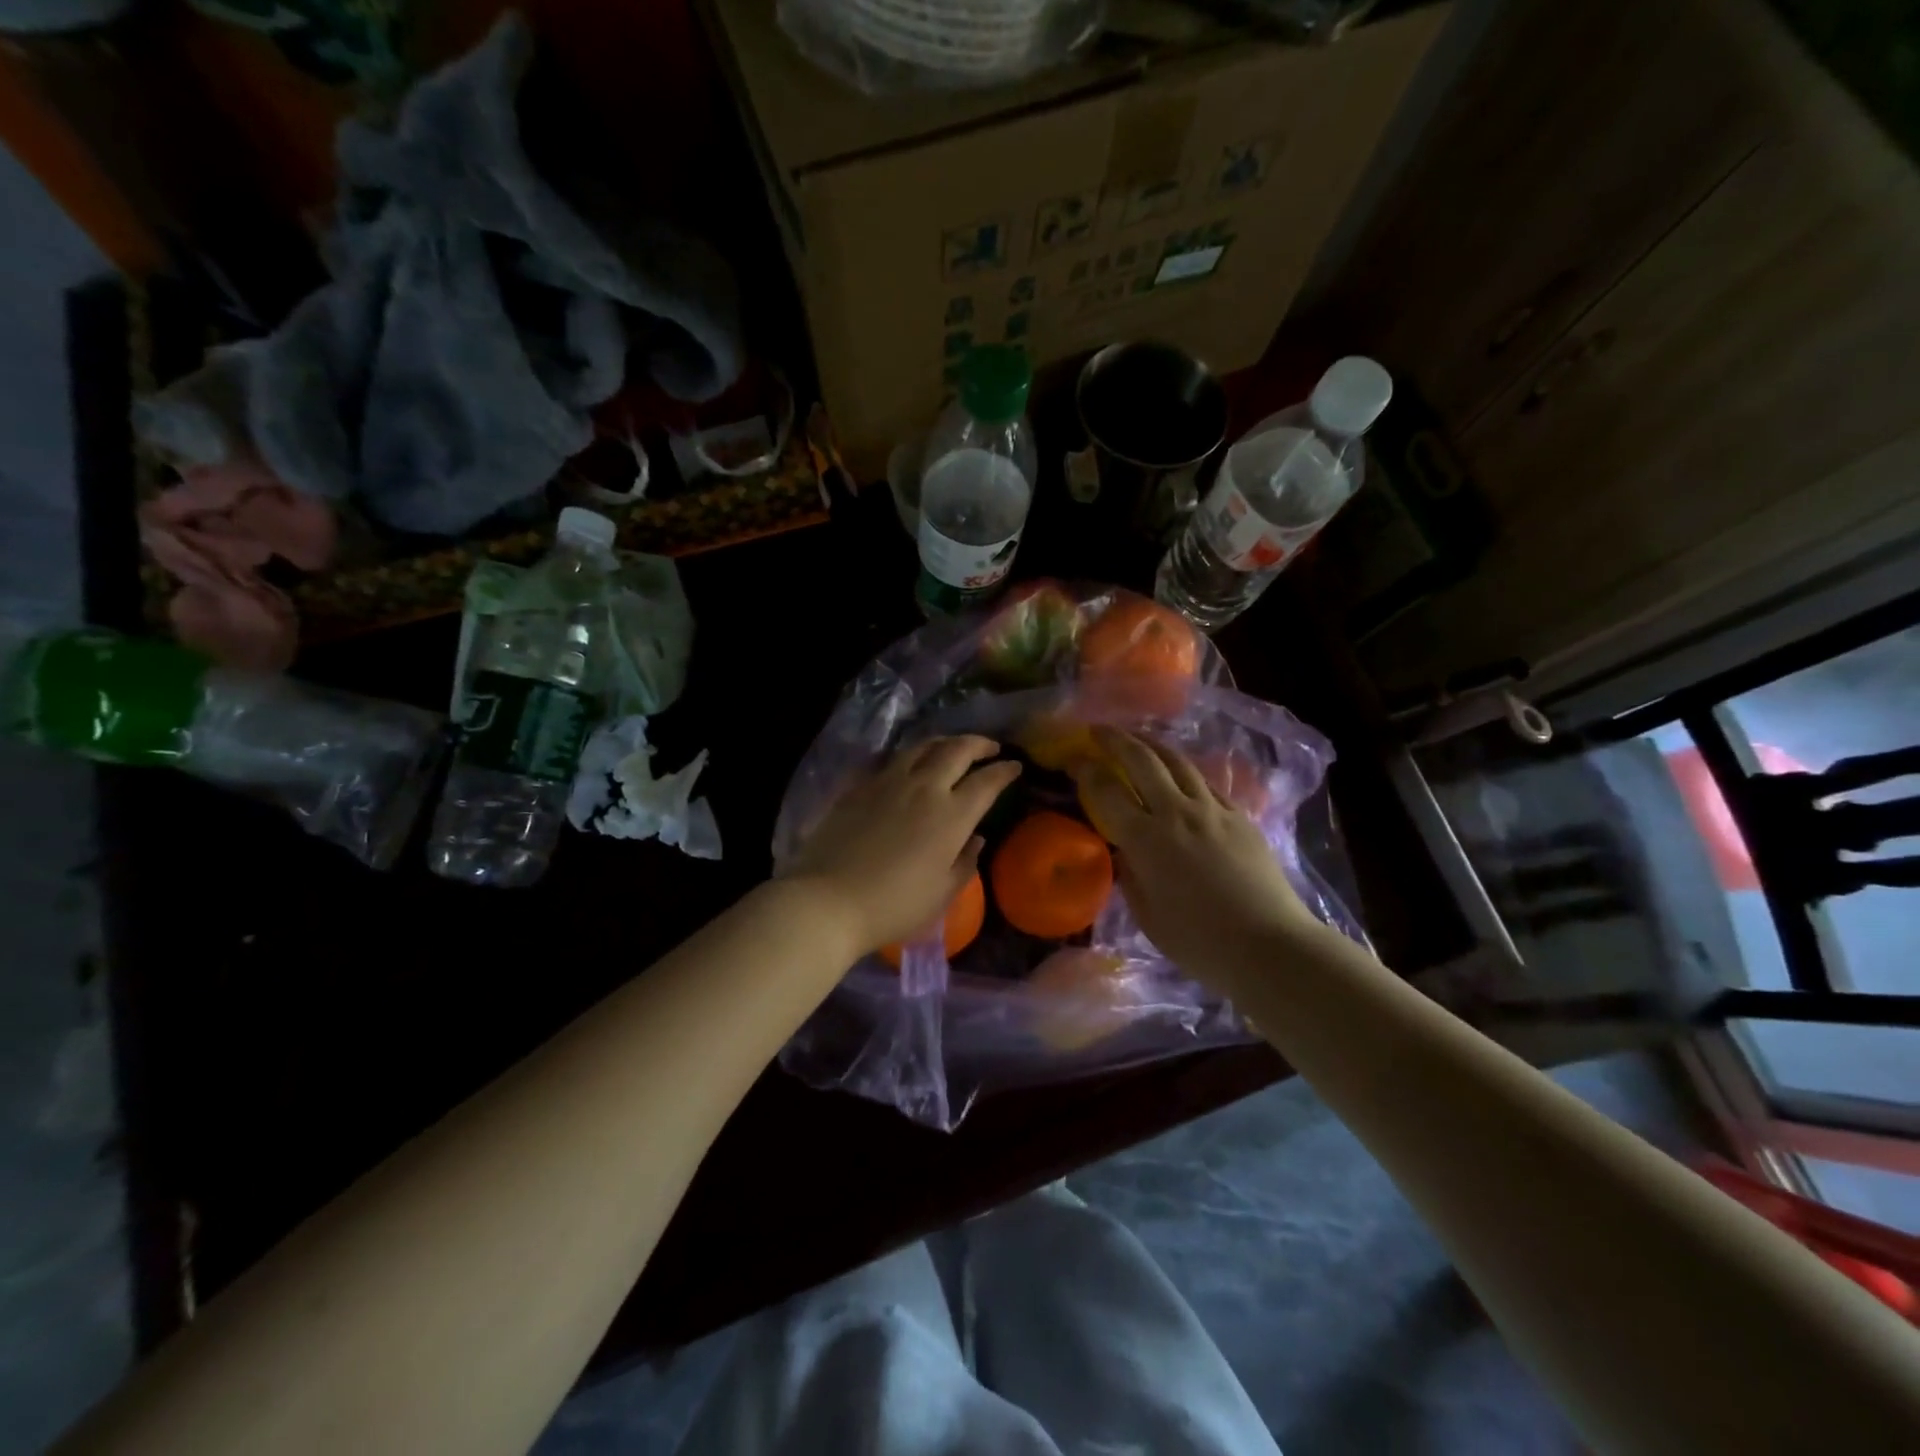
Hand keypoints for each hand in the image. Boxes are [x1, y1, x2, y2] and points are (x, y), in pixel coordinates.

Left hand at [784, 736, 1020, 955]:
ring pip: (923, 746)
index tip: (1016, 766)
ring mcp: (888, 782)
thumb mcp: (942, 894)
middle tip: (990, 747)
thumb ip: (965, 862)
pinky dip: (912, 757)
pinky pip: (892, 761)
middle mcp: (924, 788)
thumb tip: (976, 838)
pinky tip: (911, 765)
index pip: (987, 781)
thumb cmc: (893, 906)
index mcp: (951, 816)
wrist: (828, 900)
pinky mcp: (859, 786)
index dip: (1005, 771)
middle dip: (979, 744)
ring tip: (953, 747)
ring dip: (945, 742)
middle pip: (957, 750)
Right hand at [1074, 728, 1317, 979]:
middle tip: (1098, 730)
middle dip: (1116, 740)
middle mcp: (1177, 813)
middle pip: (1142, 760)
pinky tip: (1180, 773)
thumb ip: (1130, 877)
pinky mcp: (1240, 816)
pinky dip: (1185, 772)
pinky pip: (1206, 783)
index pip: (1107, 791)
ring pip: (1178, 762)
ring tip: (1137, 737)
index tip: (1074, 759)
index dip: (1086, 770)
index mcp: (1146, 840)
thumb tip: (1125, 853)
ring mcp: (1213, 810)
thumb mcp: (1148, 916)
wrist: (1269, 945)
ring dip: (1152, 744)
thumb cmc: (1200, 942)